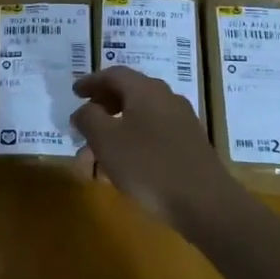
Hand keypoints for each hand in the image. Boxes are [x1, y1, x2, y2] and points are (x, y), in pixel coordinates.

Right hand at [73, 67, 236, 228]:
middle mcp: (166, 99)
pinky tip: (121, 171)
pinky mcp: (189, 146)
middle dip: (101, 111)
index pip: (113, 74)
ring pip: (139, 120)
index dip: (91, 82)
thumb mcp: (106, 140)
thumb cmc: (148, 165)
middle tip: (83, 126)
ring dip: (114, 134)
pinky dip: (132, 146)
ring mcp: (181, 123)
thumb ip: (89, 118)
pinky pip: (152, 136)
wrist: (205, 203)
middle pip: (127, 95)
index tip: (74, 93)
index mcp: (146, 90)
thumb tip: (84, 109)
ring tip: (94, 160)